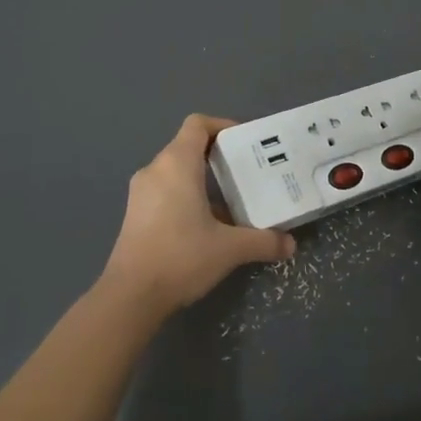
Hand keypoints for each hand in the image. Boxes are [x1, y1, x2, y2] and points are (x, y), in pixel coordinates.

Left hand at [100, 114, 295, 311]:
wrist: (131, 296)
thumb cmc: (181, 257)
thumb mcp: (230, 248)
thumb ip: (263, 241)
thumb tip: (290, 244)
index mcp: (176, 164)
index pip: (197, 124)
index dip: (222, 126)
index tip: (245, 143)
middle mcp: (155, 170)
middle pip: (187, 146)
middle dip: (218, 155)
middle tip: (247, 171)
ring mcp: (140, 192)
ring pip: (176, 170)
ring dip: (202, 178)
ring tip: (232, 198)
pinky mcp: (135, 214)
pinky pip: (165, 190)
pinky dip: (187, 195)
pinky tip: (207, 223)